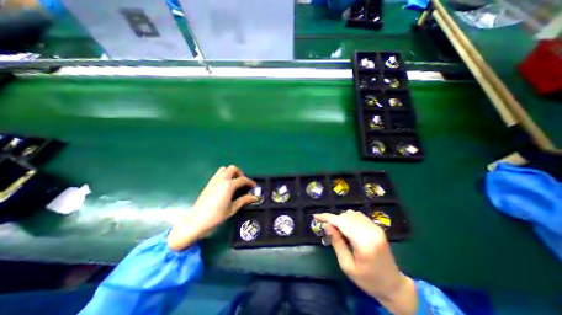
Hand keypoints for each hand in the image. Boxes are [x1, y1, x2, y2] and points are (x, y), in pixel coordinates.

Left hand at [166, 167, 255, 250]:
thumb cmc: (216, 216)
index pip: (243, 179)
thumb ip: (244, 200)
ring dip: (231, 173)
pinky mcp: (209, 183)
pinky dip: (224, 175)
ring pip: (224, 169)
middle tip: (242, 182)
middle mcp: (222, 179)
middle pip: (233, 168)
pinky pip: (218, 174)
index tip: (254, 186)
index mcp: (229, 185)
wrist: (196, 220)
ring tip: (234, 182)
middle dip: (240, 173)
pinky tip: (225, 185)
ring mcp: (214, 180)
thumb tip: (255, 197)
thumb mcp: (232, 208)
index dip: (250, 182)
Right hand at [315, 210, 416, 314]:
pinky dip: (349, 219)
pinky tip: (347, 228)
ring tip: (338, 230)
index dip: (327, 218)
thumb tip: (327, 225)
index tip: (316, 216)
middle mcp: (371, 231)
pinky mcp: (377, 227)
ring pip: (352, 214)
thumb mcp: (347, 266)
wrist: (393, 285)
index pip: (342, 223)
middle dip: (334, 219)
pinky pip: (358, 216)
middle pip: (346, 216)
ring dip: (341, 219)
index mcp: (364, 243)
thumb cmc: (368, 280)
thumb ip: (337, 243)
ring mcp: (375, 228)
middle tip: (327, 228)